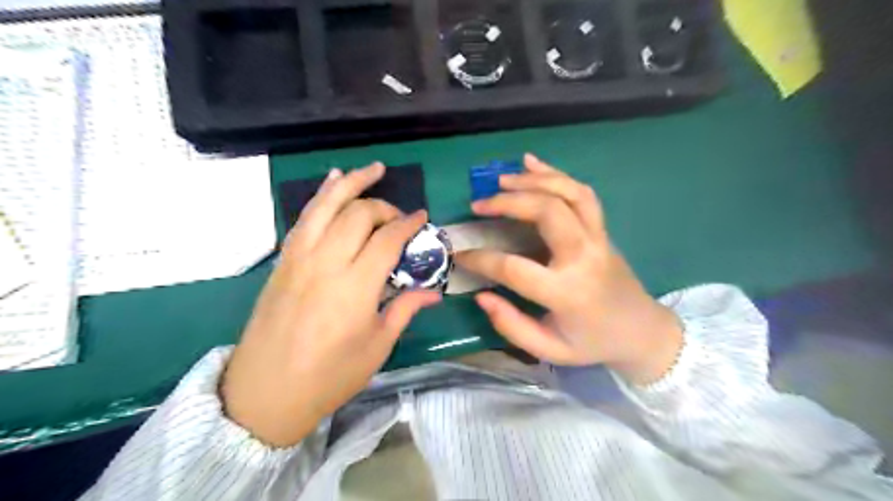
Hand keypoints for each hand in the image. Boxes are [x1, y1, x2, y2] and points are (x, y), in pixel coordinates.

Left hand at [221, 162, 440, 446]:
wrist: (265, 393)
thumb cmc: (330, 375)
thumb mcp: (377, 346)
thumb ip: (405, 309)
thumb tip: (433, 292)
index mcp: (355, 286)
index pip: (388, 239)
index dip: (408, 224)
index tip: (422, 218)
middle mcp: (326, 262)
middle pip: (359, 214)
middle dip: (385, 207)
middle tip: (399, 218)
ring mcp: (299, 257)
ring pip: (326, 204)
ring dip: (351, 182)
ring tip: (373, 169)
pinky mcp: (283, 260)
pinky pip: (303, 217)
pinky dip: (320, 195)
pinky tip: (332, 180)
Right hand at [457, 154, 680, 384]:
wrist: (642, 330)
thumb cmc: (592, 342)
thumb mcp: (549, 349)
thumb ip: (512, 325)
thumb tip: (482, 294)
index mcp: (567, 292)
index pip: (514, 268)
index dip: (481, 259)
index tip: (460, 255)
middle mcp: (583, 257)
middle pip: (548, 212)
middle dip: (509, 202)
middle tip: (479, 204)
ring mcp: (597, 238)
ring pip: (569, 193)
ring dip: (533, 180)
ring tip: (502, 180)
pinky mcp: (601, 229)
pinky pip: (582, 193)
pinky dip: (555, 173)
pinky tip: (532, 163)